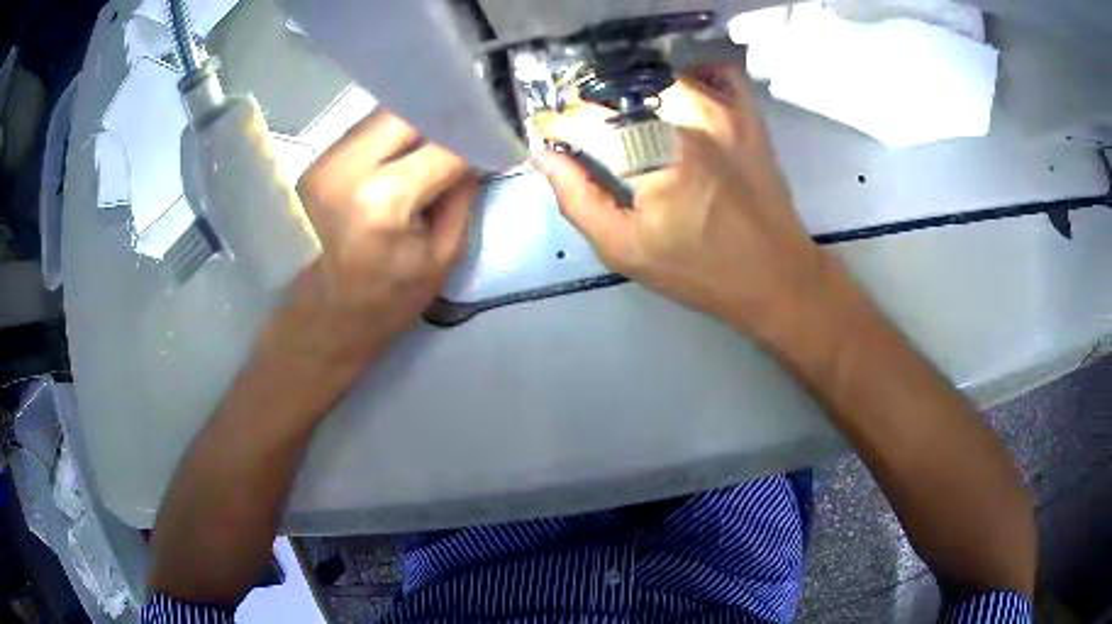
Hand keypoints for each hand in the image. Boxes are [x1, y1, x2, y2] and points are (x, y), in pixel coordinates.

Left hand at [259, 110, 475, 374]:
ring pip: (382, 116)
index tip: (495, 138)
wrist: (319, 324)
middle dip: (443, 117)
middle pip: (407, 112)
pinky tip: (405, 152)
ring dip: (415, 123)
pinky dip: (391, 135)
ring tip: (437, 140)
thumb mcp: (441, 257)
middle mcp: (346, 168)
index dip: (476, 138)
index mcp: (382, 200)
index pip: (443, 146)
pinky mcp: (314, 164)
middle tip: (466, 130)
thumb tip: (474, 153)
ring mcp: (323, 163)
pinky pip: (363, 132)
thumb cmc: (383, 304)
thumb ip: (461, 197)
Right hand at [533, 65, 834, 334]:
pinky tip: (682, 102)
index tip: (550, 133)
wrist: (776, 275)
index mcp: (653, 158)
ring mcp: (723, 111)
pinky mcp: (748, 114)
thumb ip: (577, 200)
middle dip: (593, 108)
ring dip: (636, 93)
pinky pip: (715, 73)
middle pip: (620, 89)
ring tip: (631, 121)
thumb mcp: (625, 249)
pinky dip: (693, 78)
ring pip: (661, 76)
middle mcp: (688, 120)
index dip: (558, 123)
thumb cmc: (699, 270)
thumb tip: (545, 157)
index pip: (587, 118)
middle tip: (590, 135)